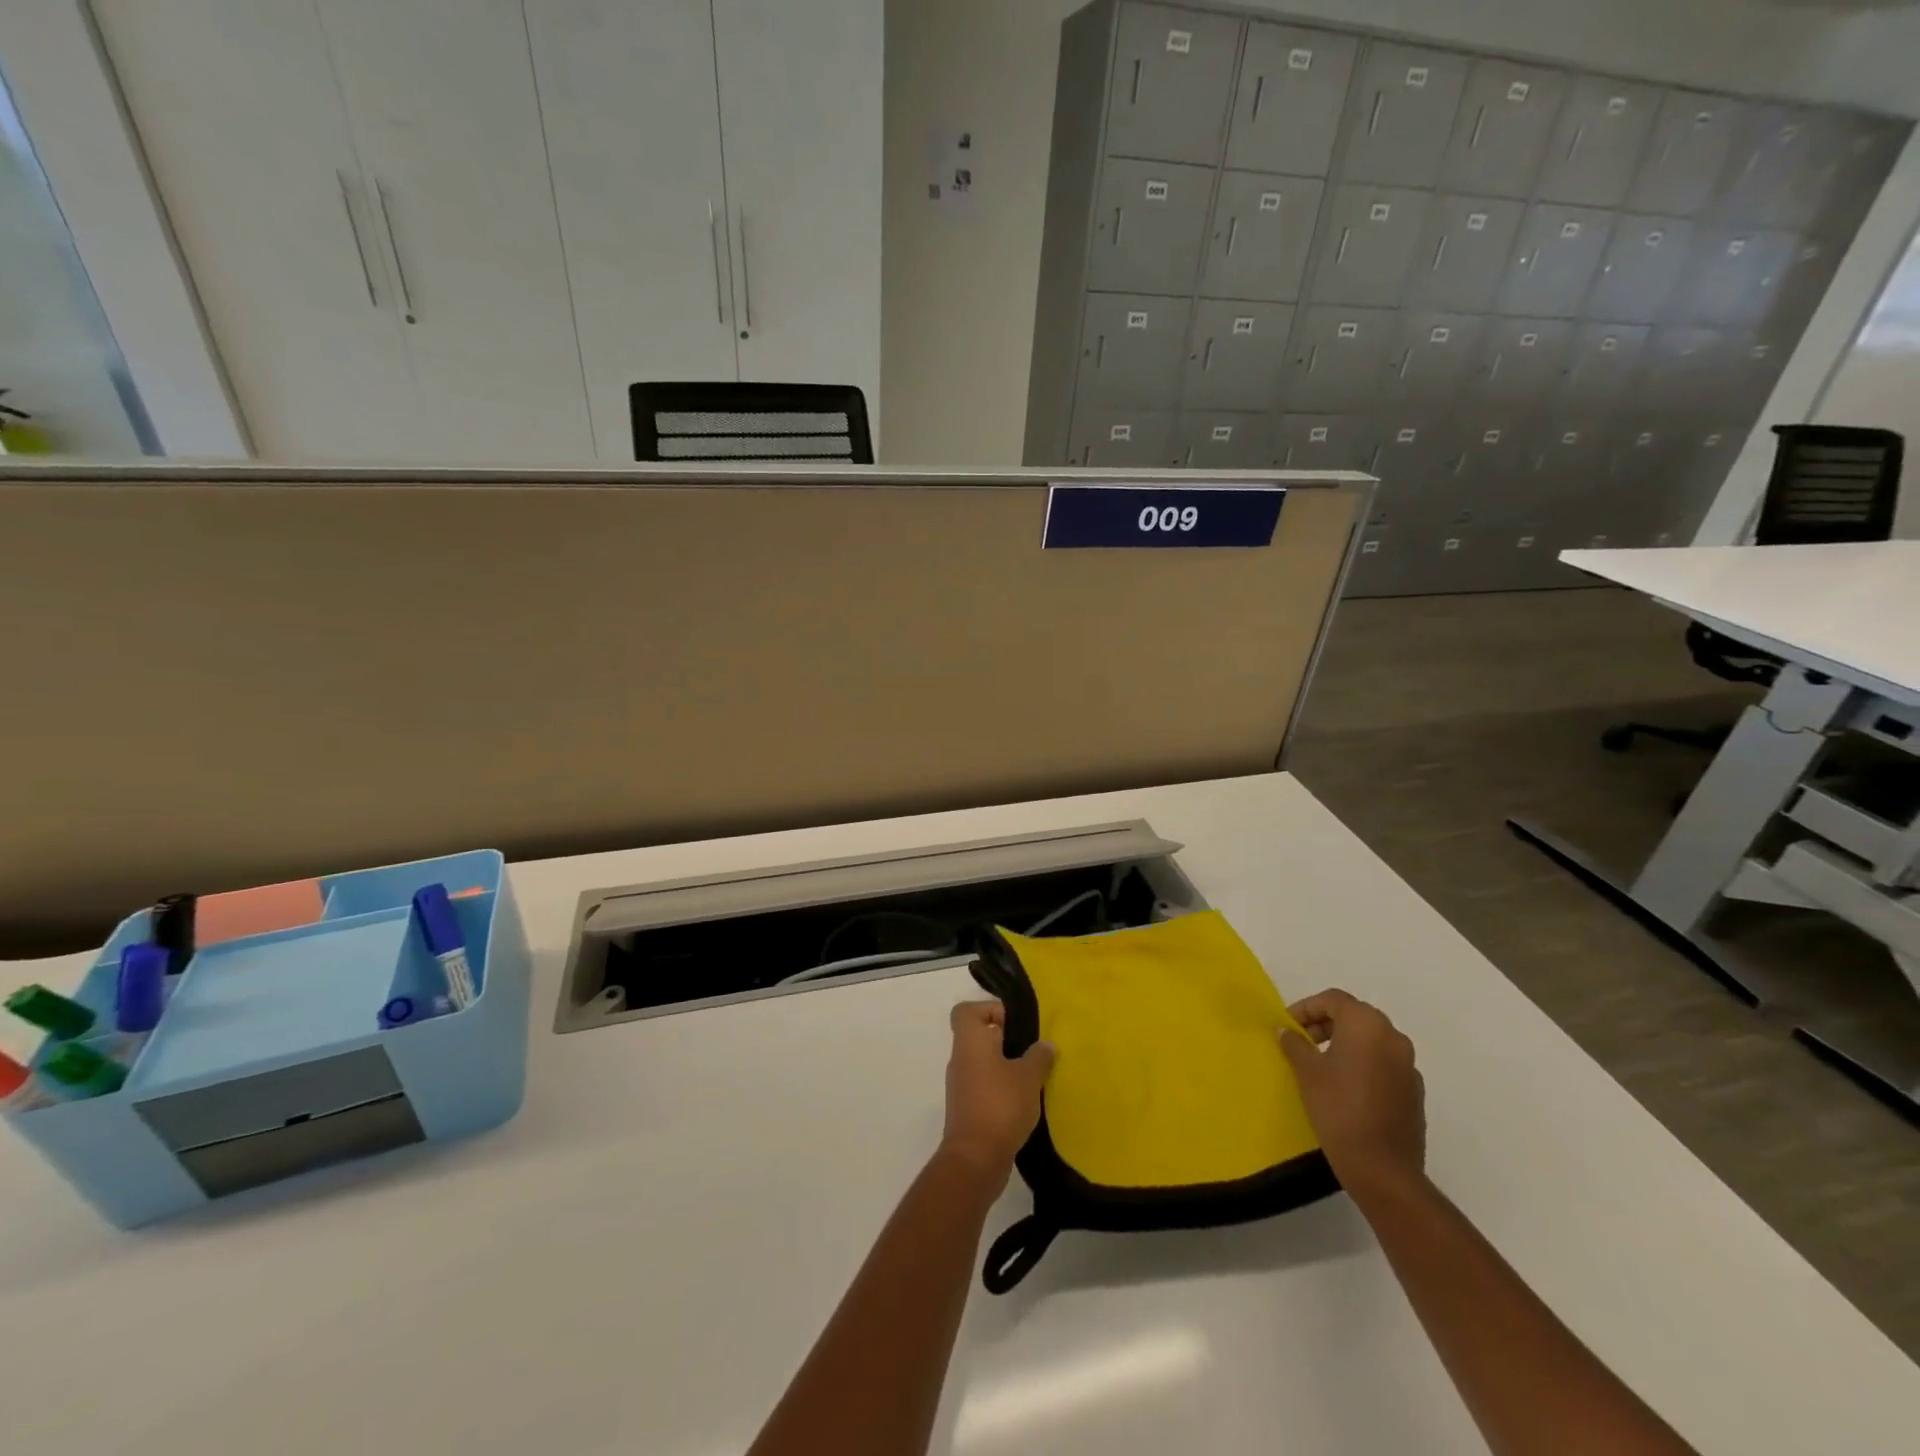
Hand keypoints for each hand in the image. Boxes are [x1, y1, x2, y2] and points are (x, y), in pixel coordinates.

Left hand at [940, 1000, 1053, 1185]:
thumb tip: (1045, 1045)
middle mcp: (961, 1059)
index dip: (988, 1009)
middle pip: (979, 1036)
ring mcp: (962, 1085)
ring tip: (1035, 1076)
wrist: (975, 1159)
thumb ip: (1039, 1056)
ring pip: (984, 1063)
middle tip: (1034, 1049)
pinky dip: (1003, 1089)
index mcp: (969, 1042)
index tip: (1015, 1022)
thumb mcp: (1028, 1077)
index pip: (966, 1011)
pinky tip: (1026, 1100)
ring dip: (1007, 1066)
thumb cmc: (1000, 1105)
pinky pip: (985, 1086)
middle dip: (1007, 1039)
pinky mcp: (968, 1109)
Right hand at [1279, 989, 1425, 1199]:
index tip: (1288, 1026)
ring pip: (1372, 1041)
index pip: (1334, 1000)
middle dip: (1325, 1023)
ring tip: (1320, 1064)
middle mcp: (1393, 1037)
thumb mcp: (1307, 1071)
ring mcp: (1408, 1066)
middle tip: (1301, 1041)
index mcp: (1367, 1024)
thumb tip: (1287, 1031)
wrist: (1382, 1168)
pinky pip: (1384, 1065)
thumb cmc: (1339, 1108)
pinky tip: (1346, 1088)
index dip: (1306, 1008)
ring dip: (1345, 1043)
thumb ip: (1295, 1044)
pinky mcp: (1414, 1092)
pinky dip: (1363, 1065)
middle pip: (1355, 1016)